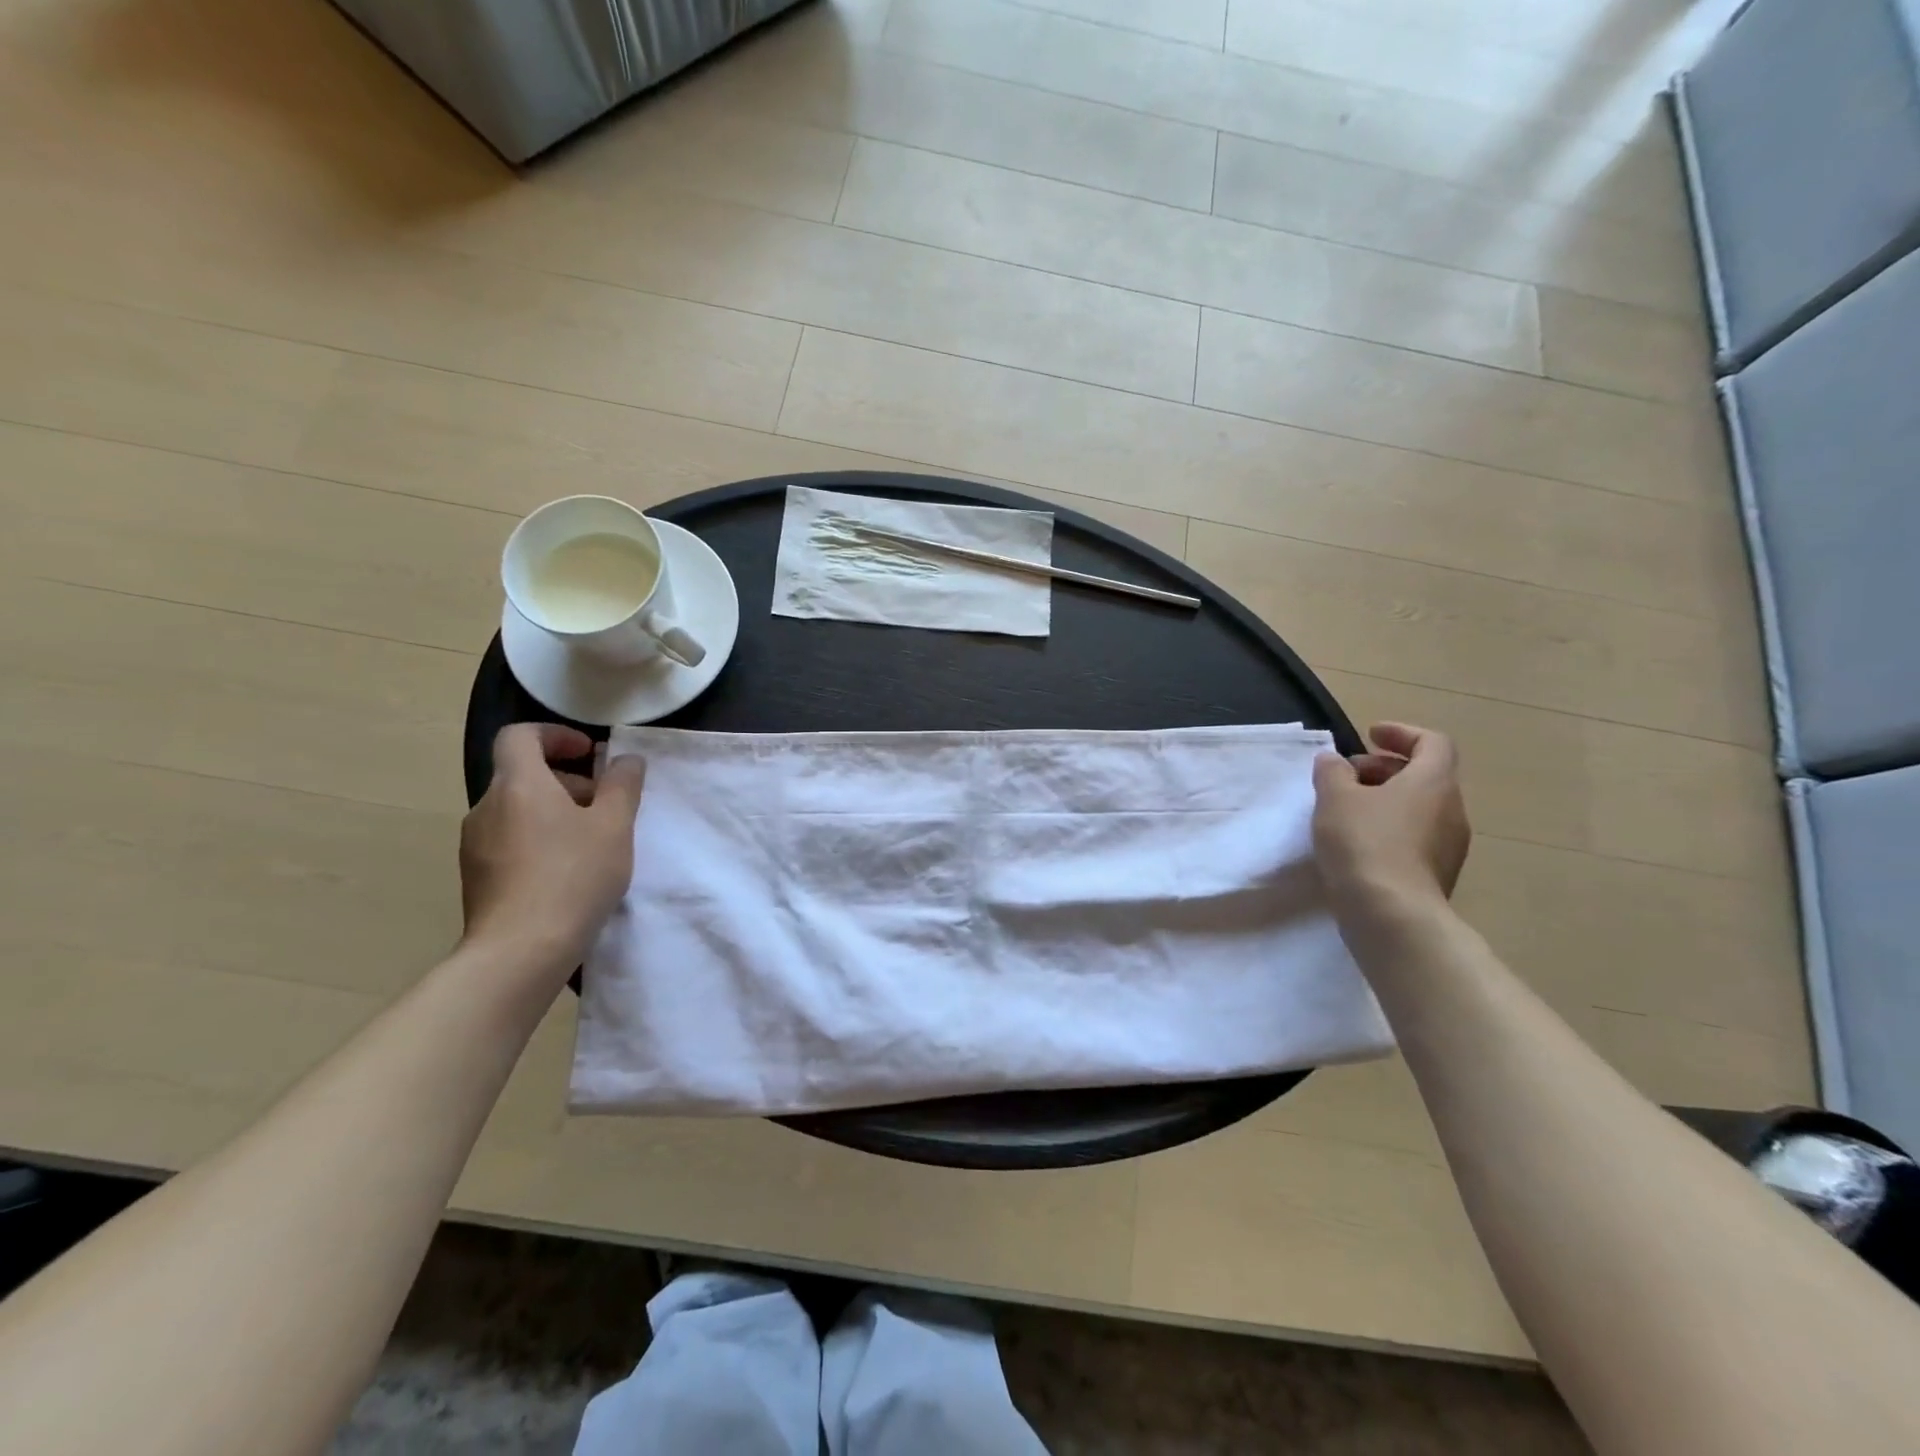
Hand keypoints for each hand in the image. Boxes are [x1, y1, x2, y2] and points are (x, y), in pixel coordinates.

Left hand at [459, 724, 645, 973]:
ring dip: (553, 812)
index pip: (520, 736)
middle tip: (605, 806)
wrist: (520, 951)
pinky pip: (509, 841)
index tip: (589, 754)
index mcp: (518, 785)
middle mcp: (486, 807)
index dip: (555, 735)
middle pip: (523, 775)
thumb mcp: (615, 826)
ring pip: (517, 810)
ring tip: (591, 843)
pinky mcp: (475, 877)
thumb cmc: (574, 876)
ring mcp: (475, 845)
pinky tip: (566, 873)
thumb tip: (626, 760)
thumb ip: (623, 786)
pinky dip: (538, 840)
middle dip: (567, 781)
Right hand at [1311, 722, 1470, 920]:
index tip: (1369, 735)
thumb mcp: (1335, 797)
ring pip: (1420, 807)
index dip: (1401, 734)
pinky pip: (1417, 836)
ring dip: (1387, 799)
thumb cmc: (1364, 842)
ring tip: (1347, 809)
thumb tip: (1333, 760)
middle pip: (1426, 775)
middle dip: (1385, 768)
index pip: (1432, 742)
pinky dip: (1391, 827)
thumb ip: (1332, 772)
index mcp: (1433, 782)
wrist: (1391, 914)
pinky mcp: (1438, 874)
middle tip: (1347, 774)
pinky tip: (1358, 842)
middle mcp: (1451, 809)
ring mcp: (1450, 845)